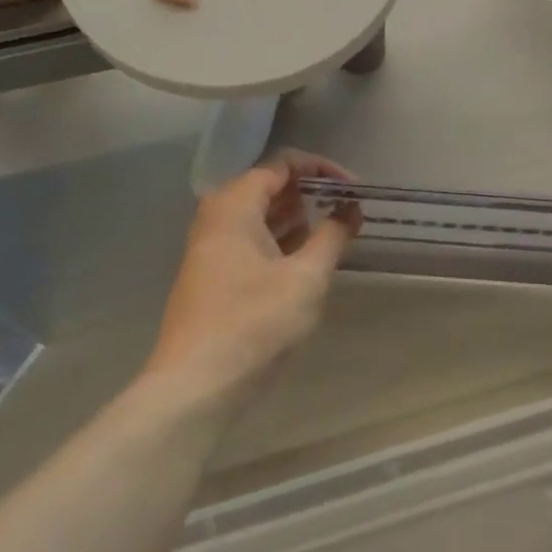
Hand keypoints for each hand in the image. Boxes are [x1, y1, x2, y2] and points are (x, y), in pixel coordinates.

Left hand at [144, 152, 360, 418]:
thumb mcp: (306, 278)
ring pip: (261, 216)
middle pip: (269, 187)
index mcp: (234, 205)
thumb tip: (351, 208)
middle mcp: (217, 217)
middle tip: (349, 209)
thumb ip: (332, 236)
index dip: (323, 170)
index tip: (355, 190)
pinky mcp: (214, 275)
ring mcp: (212, 248)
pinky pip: (253, 241)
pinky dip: (282, 240)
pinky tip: (308, 257)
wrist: (196, 386)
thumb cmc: (254, 322)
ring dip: (299, 217)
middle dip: (312, 192)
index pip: (282, 165)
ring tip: (336, 230)